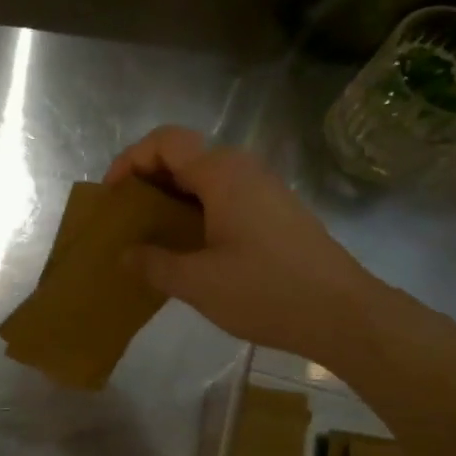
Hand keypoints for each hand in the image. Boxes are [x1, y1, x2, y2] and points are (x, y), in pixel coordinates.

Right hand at [105, 126, 384, 362]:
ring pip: (204, 180)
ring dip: (171, 200)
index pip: (165, 142)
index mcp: (222, 174)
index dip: (130, 160)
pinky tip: (187, 249)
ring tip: (149, 236)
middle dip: (147, 181)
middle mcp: (244, 171)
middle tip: (125, 219)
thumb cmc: (266, 291)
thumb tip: (126, 255)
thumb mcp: (197, 282)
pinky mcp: (275, 214)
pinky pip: (223, 199)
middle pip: (184, 156)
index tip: (112, 196)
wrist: (343, 314)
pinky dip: (195, 213)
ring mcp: (263, 191)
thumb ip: (154, 263)